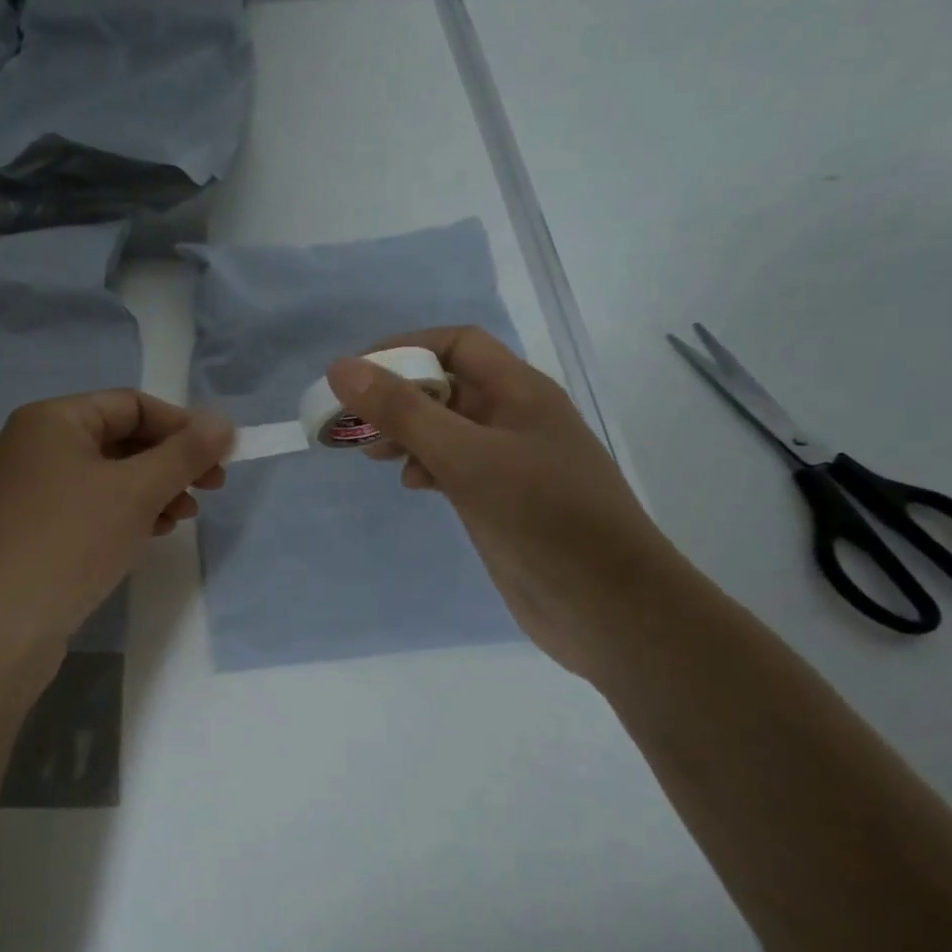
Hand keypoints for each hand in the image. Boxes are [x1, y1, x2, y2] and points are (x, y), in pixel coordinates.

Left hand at [0, 390, 231, 654]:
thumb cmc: (69, 542)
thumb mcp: (136, 491)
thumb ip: (185, 453)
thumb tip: (224, 420)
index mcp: (51, 420)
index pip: (131, 404)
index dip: (181, 426)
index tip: (221, 458)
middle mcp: (32, 448)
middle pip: (118, 439)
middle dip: (168, 463)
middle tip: (210, 489)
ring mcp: (26, 494)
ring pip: (105, 479)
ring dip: (151, 491)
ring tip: (182, 518)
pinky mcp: (28, 534)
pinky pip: (86, 510)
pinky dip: (122, 516)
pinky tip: (147, 536)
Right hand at [327, 328, 687, 678]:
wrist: (609, 606)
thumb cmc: (543, 518)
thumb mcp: (466, 458)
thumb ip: (404, 412)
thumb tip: (342, 368)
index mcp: (519, 392)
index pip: (457, 344)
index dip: (406, 348)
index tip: (356, 375)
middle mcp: (516, 419)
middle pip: (449, 387)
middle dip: (399, 397)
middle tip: (354, 424)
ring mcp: (511, 464)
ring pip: (448, 431)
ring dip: (409, 435)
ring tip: (375, 456)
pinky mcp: (503, 502)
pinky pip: (457, 469)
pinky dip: (428, 468)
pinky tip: (414, 486)